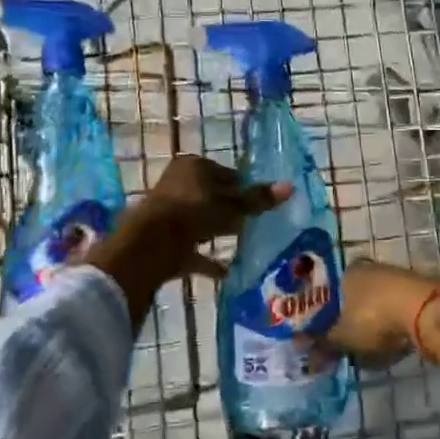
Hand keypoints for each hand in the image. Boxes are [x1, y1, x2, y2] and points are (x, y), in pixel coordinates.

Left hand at [88, 155, 290, 322]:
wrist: (149, 247)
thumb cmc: (193, 213)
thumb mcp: (231, 206)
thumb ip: (257, 199)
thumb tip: (290, 187)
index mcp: (193, 167)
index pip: (225, 173)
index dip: (244, 187)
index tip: (261, 203)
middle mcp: (178, 185)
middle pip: (212, 196)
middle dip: (232, 211)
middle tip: (256, 224)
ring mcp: (168, 213)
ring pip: (201, 221)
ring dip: (219, 232)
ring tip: (245, 243)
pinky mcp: (164, 241)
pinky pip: (192, 249)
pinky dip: (208, 258)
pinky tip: (228, 271)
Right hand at [327, 260, 439, 365]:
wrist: (425, 311)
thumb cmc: (374, 318)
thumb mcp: (342, 337)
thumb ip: (322, 344)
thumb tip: (303, 353)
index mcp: (347, 272)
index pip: (329, 289)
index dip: (326, 313)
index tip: (325, 334)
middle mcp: (371, 268)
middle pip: (355, 296)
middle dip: (351, 320)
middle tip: (347, 344)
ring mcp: (397, 276)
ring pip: (377, 303)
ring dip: (374, 324)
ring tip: (370, 349)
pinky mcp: (418, 290)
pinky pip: (397, 310)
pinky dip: (393, 325)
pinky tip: (393, 343)